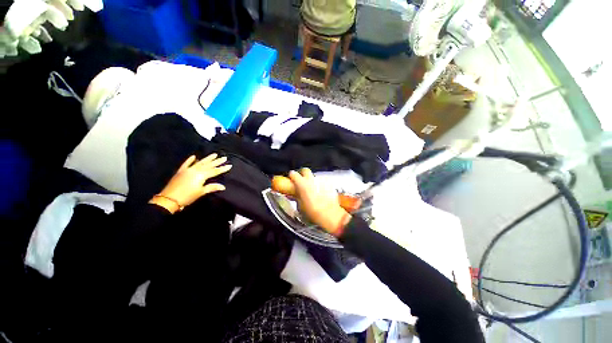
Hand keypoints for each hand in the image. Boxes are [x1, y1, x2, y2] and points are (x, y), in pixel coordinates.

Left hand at [150, 154, 231, 212]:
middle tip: (224, 157)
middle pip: (208, 165)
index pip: (214, 171)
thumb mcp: (201, 192)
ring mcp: (188, 170)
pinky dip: (190, 160)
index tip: (229, 165)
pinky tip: (194, 156)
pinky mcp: (181, 171)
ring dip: (207, 158)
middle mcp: (195, 170)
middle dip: (217, 161)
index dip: (222, 168)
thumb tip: (223, 186)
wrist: (169, 199)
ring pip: (200, 162)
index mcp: (201, 175)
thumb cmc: (188, 197)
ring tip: (214, 154)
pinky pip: (186, 164)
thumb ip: (212, 187)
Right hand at [288, 168, 350, 236]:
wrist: (330, 214)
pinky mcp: (329, 184)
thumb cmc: (313, 212)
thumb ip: (296, 197)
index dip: (292, 176)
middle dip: (302, 174)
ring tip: (313, 191)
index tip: (291, 179)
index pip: (293, 174)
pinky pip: (322, 182)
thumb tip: (296, 194)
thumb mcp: (300, 206)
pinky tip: (321, 194)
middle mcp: (311, 180)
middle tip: (302, 182)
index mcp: (302, 184)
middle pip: (305, 170)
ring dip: (312, 182)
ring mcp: (321, 181)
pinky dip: (320, 186)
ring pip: (314, 177)